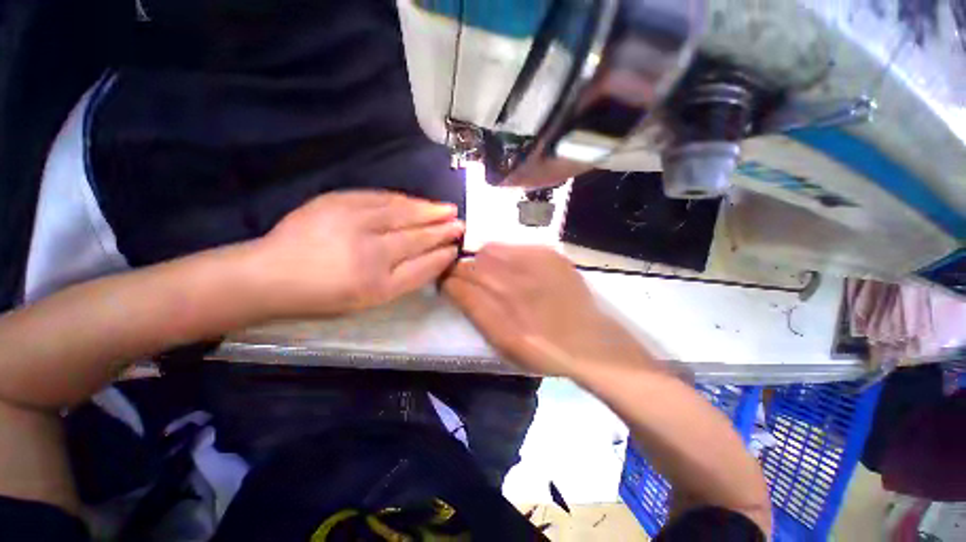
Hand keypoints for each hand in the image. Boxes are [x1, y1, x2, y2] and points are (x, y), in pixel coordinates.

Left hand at [253, 190, 463, 316]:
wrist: (270, 274)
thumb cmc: (324, 295)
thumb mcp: (370, 299)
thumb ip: (406, 278)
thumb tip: (434, 257)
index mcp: (377, 285)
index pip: (422, 266)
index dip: (442, 255)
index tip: (456, 247)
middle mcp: (370, 253)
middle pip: (417, 238)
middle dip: (442, 230)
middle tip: (460, 223)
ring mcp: (354, 223)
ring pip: (403, 214)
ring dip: (428, 210)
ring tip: (447, 208)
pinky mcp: (338, 202)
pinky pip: (380, 198)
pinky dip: (403, 200)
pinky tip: (416, 200)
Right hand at [443, 244, 653, 376]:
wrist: (590, 341)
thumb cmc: (543, 350)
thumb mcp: (503, 344)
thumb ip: (475, 313)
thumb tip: (454, 288)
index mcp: (500, 315)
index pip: (457, 284)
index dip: (448, 281)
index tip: (447, 284)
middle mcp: (514, 285)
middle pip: (471, 264)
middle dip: (463, 270)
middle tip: (469, 279)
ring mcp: (534, 265)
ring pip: (490, 251)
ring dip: (484, 262)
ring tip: (495, 275)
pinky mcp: (549, 254)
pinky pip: (514, 247)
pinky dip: (507, 257)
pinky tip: (519, 271)